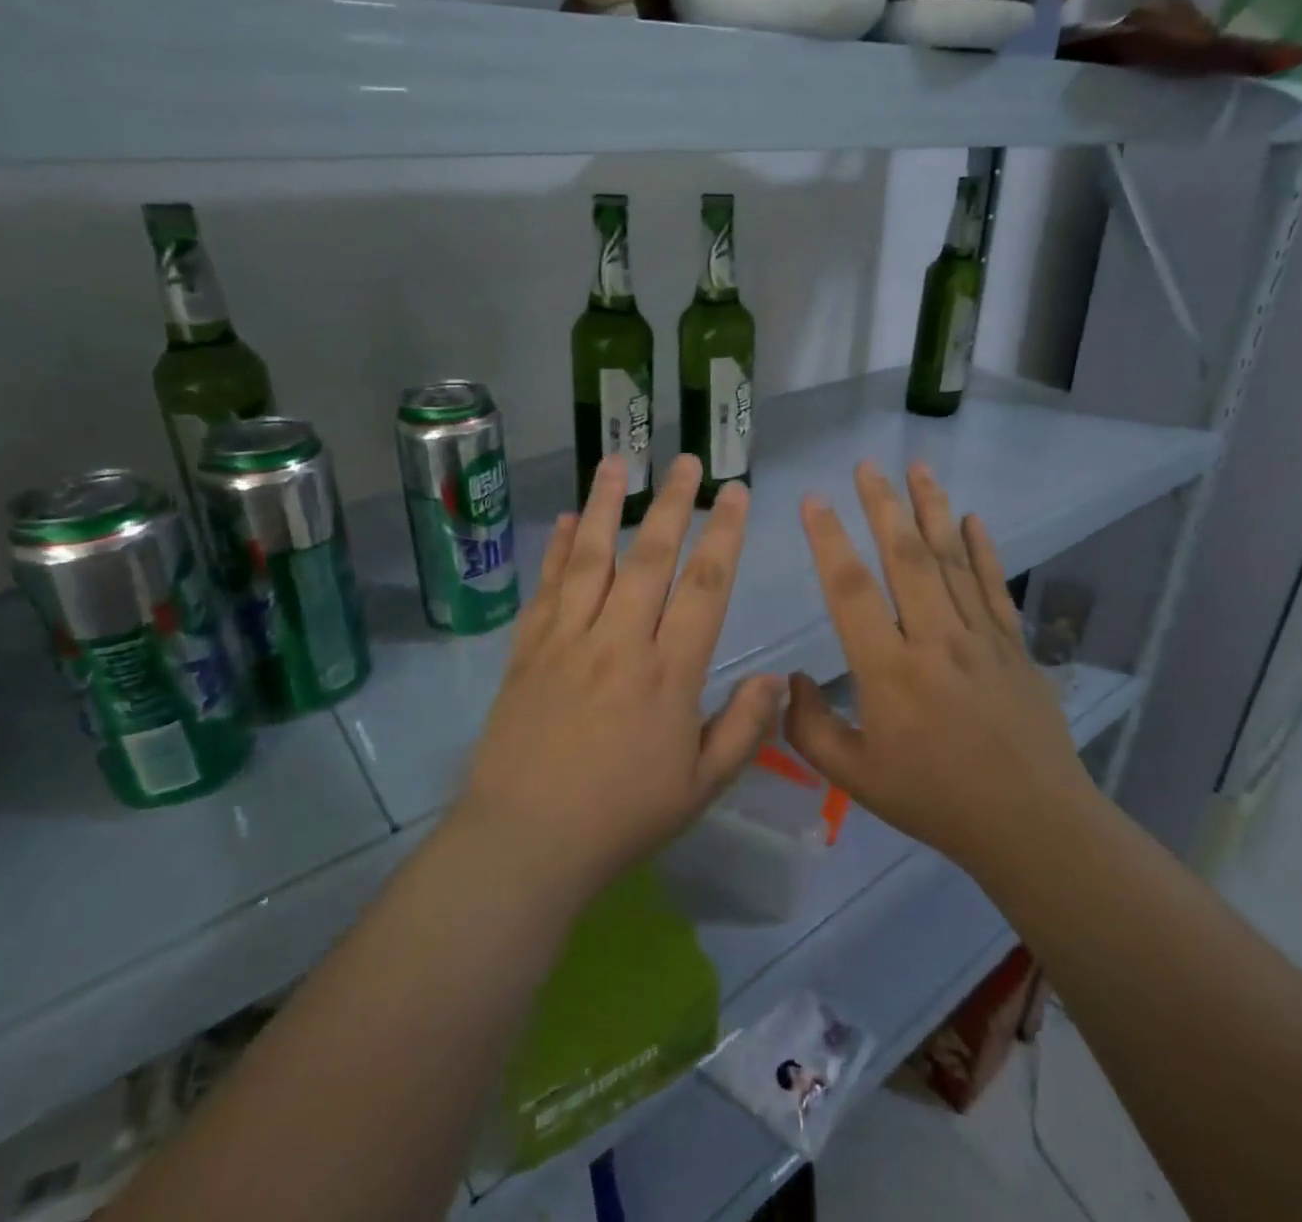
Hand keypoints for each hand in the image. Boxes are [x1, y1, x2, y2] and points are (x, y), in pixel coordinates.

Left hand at [459, 453, 783, 908]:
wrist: (525, 842)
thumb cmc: (621, 818)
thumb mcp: (700, 787)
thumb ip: (743, 729)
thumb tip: (777, 680)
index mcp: (668, 674)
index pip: (705, 587)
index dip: (725, 534)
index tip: (736, 493)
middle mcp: (619, 642)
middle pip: (650, 557)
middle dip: (673, 502)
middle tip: (687, 460)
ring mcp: (567, 640)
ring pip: (591, 557)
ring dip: (605, 505)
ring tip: (617, 461)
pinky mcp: (527, 650)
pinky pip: (546, 587)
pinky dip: (556, 549)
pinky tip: (564, 520)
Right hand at [784, 461, 1089, 875]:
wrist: (1031, 825)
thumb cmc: (935, 801)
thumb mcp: (854, 777)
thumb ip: (809, 728)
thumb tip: (788, 681)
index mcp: (890, 671)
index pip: (851, 591)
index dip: (828, 541)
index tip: (813, 500)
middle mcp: (934, 640)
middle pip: (906, 558)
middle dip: (882, 505)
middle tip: (866, 465)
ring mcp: (980, 638)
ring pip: (953, 560)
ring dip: (932, 510)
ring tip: (918, 467)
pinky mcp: (1014, 645)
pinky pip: (995, 586)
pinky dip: (984, 549)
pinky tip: (973, 517)